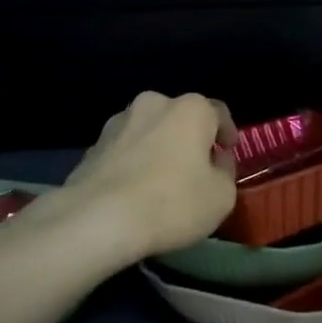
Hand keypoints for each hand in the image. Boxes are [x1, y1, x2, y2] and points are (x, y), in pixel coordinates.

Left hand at [64, 92, 238, 259]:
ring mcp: (119, 121)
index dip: (227, 132)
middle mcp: (154, 103)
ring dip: (158, 148)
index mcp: (191, 109)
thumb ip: (225, 172)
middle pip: (180, 118)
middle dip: (189, 138)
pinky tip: (134, 190)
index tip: (228, 151)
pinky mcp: (93, 145)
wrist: (98, 218)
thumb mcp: (221, 197)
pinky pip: (124, 150)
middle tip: (196, 167)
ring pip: (149, 131)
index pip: (218, 111)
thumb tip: (215, 161)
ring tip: (161, 180)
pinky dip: (133, 162)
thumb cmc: (172, 203)